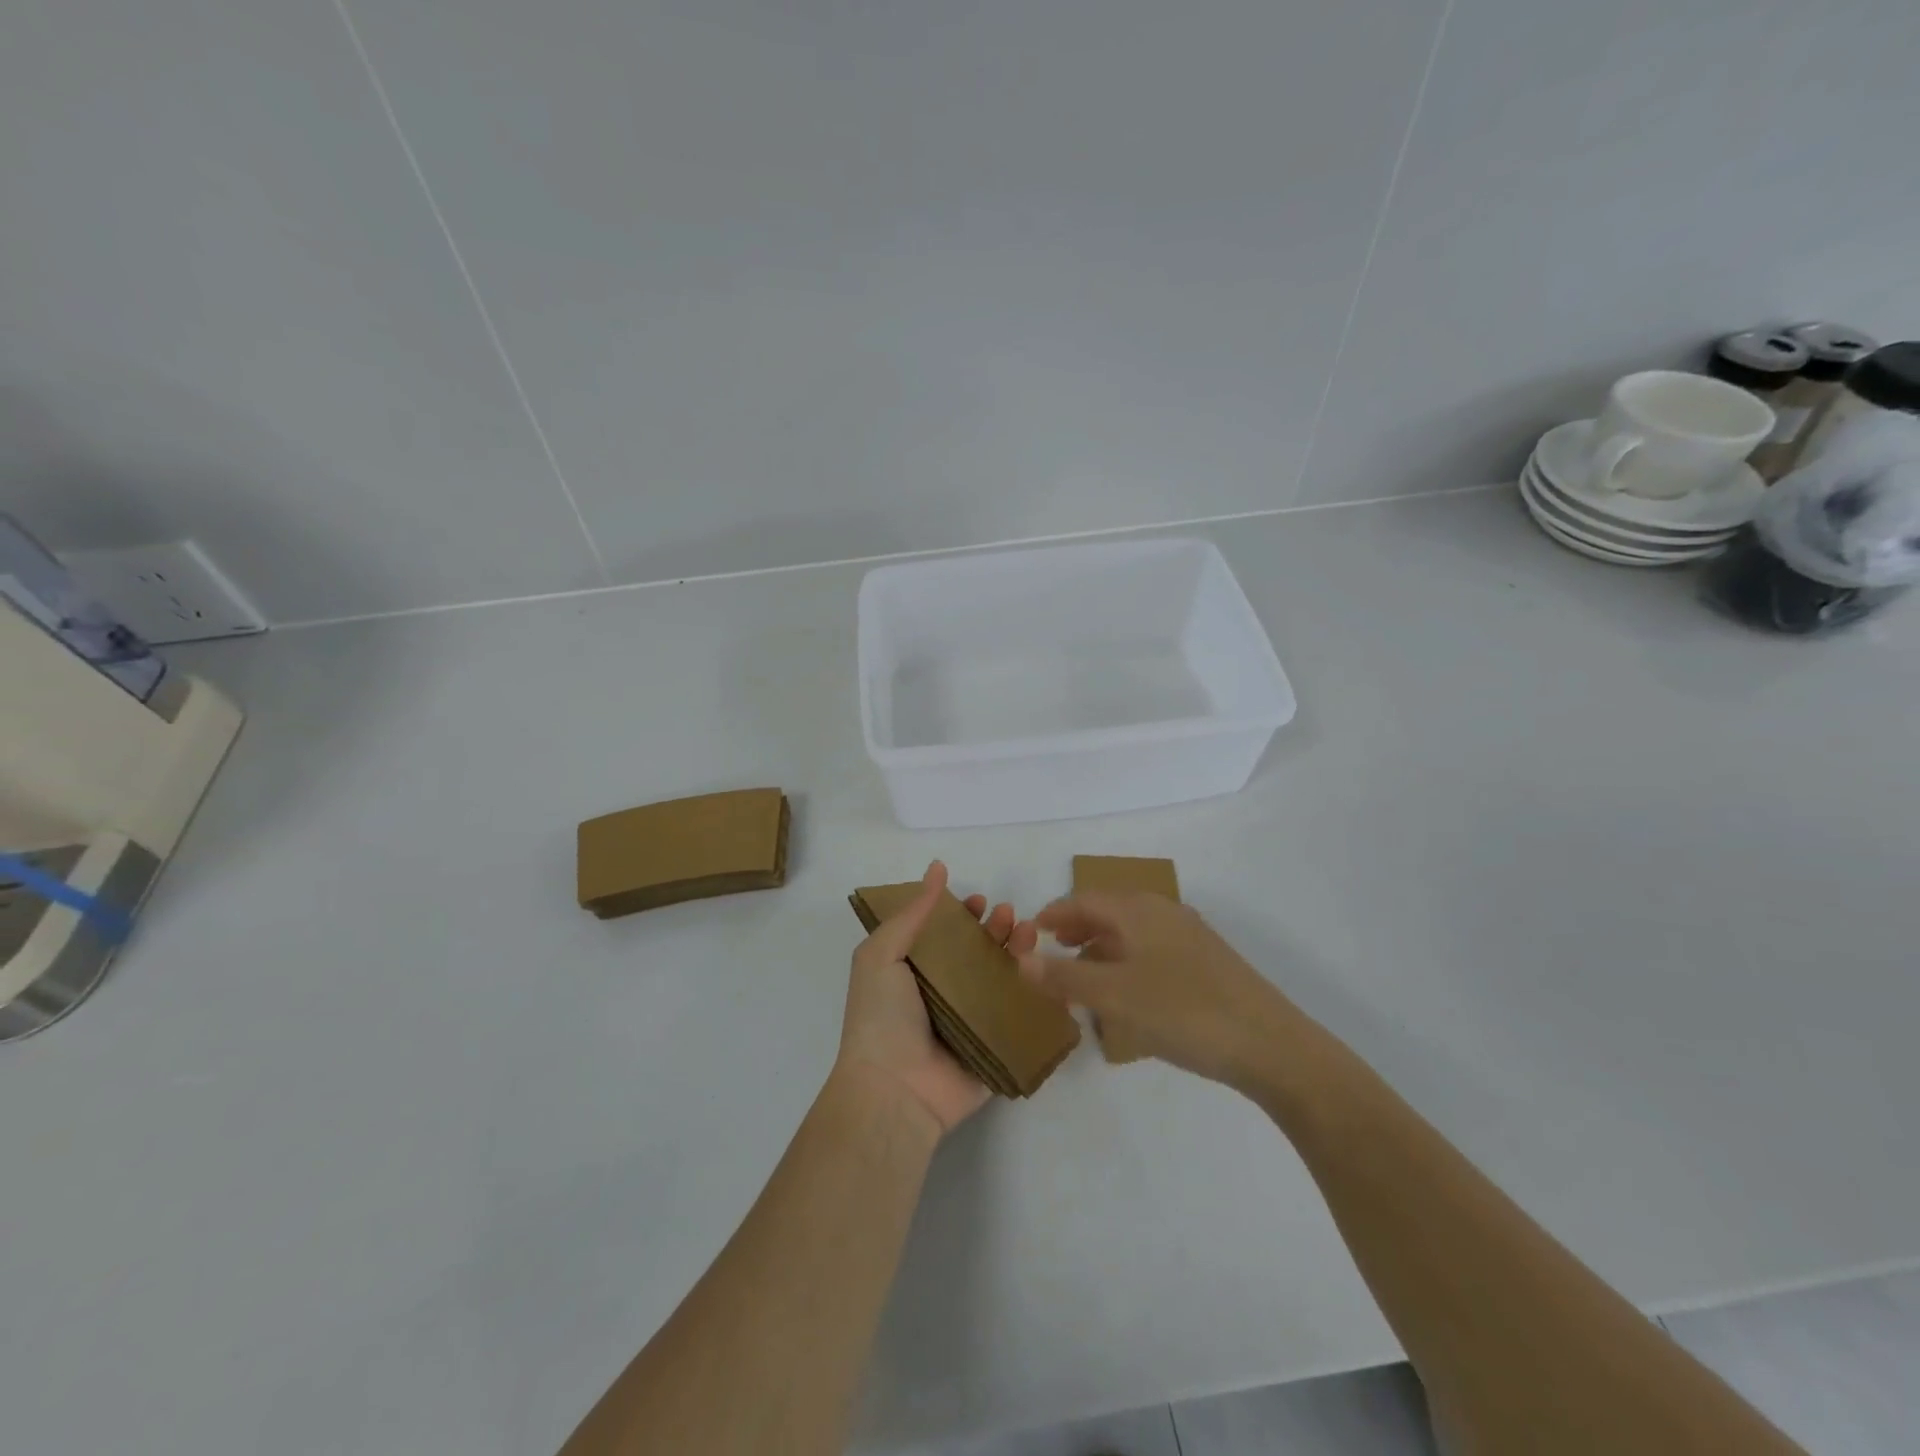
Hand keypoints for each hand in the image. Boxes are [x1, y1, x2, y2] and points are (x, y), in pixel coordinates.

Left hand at [836, 860, 1035, 1136]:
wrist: (894, 1090)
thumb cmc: (881, 1017)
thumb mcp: (882, 954)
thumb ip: (912, 913)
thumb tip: (937, 867)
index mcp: (915, 973)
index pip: (945, 936)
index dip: (962, 915)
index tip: (978, 900)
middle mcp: (945, 995)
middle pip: (978, 954)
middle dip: (995, 930)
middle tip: (1008, 915)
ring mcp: (972, 1023)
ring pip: (1003, 980)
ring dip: (1017, 953)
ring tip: (1027, 933)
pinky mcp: (996, 1048)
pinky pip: (1021, 1017)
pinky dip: (1038, 994)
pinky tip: (1049, 972)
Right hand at [1018, 892, 1305, 1090]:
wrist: (1271, 1045)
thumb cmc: (1185, 1011)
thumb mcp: (1115, 996)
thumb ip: (1065, 977)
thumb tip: (1021, 959)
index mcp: (1139, 911)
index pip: (1084, 900)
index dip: (1054, 914)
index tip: (1030, 931)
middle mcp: (1163, 913)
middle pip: (1109, 912)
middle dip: (1077, 929)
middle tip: (1052, 951)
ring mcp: (1189, 938)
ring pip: (1131, 933)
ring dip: (1101, 948)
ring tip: (1081, 976)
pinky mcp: (1206, 964)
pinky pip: (1152, 952)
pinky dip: (1127, 964)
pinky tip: (1125, 995)